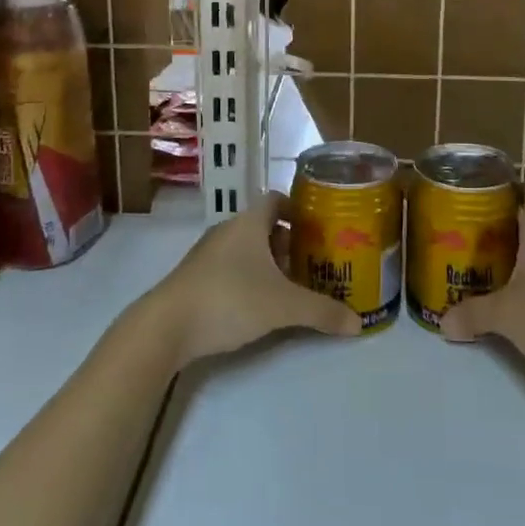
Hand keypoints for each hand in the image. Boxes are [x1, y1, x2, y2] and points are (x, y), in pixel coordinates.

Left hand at [148, 191, 360, 365]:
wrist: (166, 326)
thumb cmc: (229, 299)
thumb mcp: (282, 306)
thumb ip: (321, 312)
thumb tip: (359, 323)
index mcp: (248, 223)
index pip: (276, 200)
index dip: (298, 209)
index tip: (319, 227)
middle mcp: (228, 230)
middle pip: (264, 226)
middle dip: (290, 242)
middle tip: (315, 262)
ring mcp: (208, 254)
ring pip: (247, 249)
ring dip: (269, 262)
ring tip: (293, 285)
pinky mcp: (196, 278)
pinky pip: (231, 267)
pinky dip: (250, 277)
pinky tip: (261, 303)